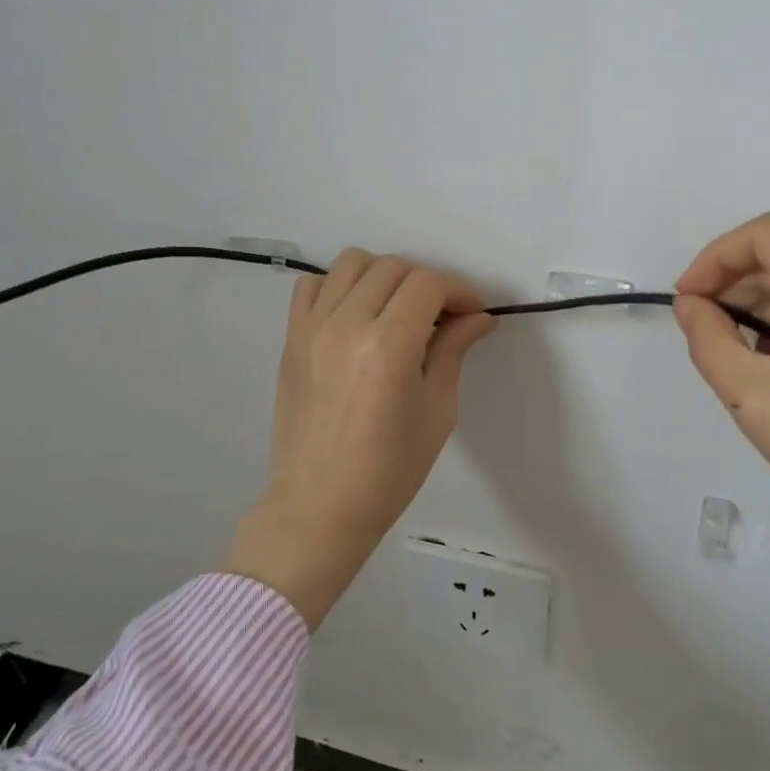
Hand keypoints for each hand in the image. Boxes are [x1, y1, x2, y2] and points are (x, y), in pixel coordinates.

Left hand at [225, 250, 494, 627]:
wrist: (319, 507)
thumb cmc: (389, 471)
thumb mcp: (437, 412)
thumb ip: (453, 351)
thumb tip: (478, 317)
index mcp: (388, 347)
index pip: (428, 284)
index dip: (458, 290)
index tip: (472, 311)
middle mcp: (346, 325)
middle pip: (393, 267)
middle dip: (427, 283)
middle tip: (442, 316)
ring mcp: (312, 328)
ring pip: (352, 263)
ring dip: (384, 276)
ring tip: (397, 310)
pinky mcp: (291, 339)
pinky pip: (312, 286)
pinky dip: (338, 287)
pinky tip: (355, 316)